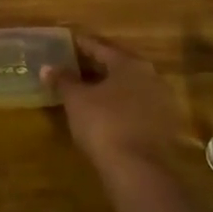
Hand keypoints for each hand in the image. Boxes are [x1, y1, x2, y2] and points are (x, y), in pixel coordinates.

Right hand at [43, 33, 186, 176]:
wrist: (138, 170)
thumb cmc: (103, 124)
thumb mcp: (76, 100)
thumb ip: (63, 80)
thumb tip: (47, 67)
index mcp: (129, 64)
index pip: (101, 47)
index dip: (82, 44)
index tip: (68, 41)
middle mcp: (151, 76)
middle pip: (119, 64)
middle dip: (98, 65)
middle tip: (76, 64)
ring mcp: (162, 101)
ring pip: (130, 86)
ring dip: (111, 85)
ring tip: (89, 88)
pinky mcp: (165, 125)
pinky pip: (138, 105)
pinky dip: (122, 104)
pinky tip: (107, 111)